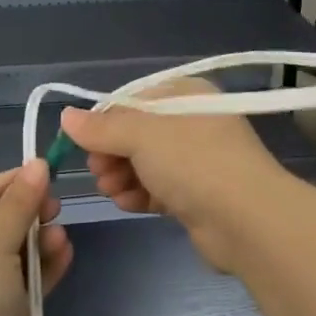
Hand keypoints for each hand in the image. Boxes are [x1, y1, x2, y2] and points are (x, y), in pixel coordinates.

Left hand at [0, 161, 71, 315]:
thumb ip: (21, 201)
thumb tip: (37, 164)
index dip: (15, 181)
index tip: (50, 174)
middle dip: (29, 213)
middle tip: (57, 209)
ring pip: (12, 252)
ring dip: (39, 242)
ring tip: (61, 236)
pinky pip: (22, 282)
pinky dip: (42, 269)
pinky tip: (64, 255)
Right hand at [59, 80, 291, 272]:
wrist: (249, 221)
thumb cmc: (193, 162)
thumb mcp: (140, 135)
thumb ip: (101, 128)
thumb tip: (66, 117)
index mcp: (185, 95)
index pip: (132, 100)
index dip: (104, 122)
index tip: (84, 144)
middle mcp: (192, 121)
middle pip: (137, 133)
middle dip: (112, 153)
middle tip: (98, 173)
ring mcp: (198, 159)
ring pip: (146, 162)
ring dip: (122, 176)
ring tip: (111, 191)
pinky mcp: (199, 194)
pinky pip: (160, 187)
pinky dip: (141, 193)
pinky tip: (128, 203)